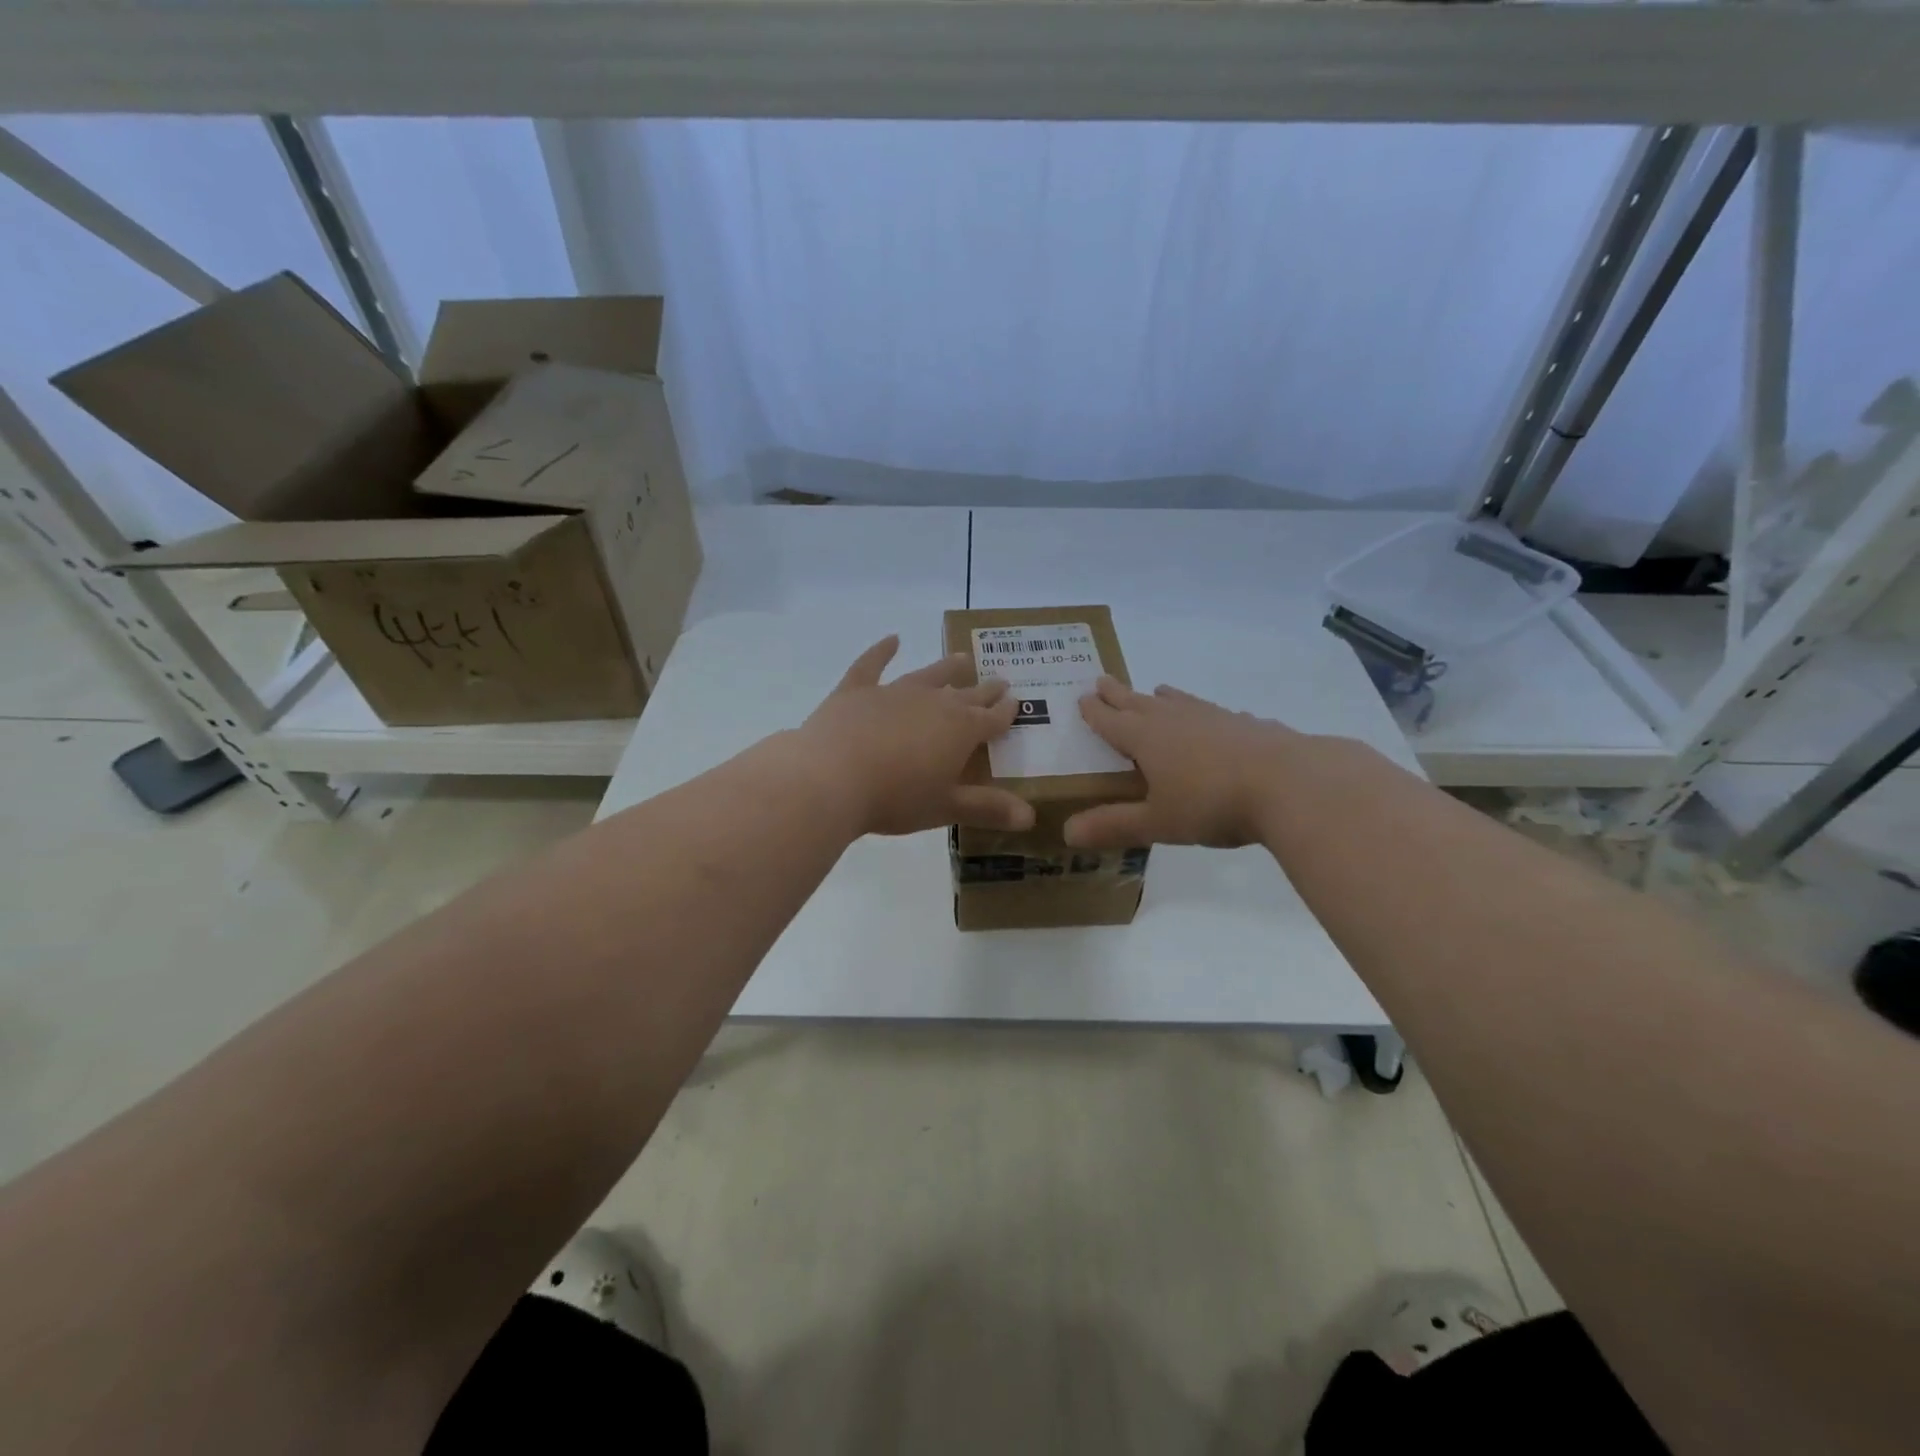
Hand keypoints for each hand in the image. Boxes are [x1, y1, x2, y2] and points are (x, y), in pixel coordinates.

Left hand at [796, 636, 1035, 837]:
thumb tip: (1030, 817)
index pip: (992, 718)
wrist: (831, 778)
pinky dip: (882, 651)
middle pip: (966, 694)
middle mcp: (933, 703)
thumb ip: (987, 809)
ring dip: (947, 667)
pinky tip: (892, 639)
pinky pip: (872, 664)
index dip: (1006, 712)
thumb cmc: (895, 798)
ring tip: (962, 658)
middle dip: (985, 690)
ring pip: (929, 674)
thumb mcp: (945, 808)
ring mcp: (894, 692)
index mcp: (960, 730)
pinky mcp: (857, 690)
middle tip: (999, 681)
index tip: (1016, 702)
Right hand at [1063, 678, 1299, 848]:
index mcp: (1146, 738)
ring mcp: (1214, 717)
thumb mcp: (1158, 822)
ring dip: (1163, 697)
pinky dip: (1205, 714)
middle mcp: (1176, 719)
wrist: (1290, 783)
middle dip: (1118, 694)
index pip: (1111, 720)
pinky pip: (1216, 714)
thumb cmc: (1212, 803)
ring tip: (1156, 690)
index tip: (1082, 697)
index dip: (1094, 712)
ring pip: (1180, 701)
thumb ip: (1115, 825)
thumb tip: (1067, 832)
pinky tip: (1216, 720)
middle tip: (1103, 680)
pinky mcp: (1247, 724)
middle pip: (1139, 702)